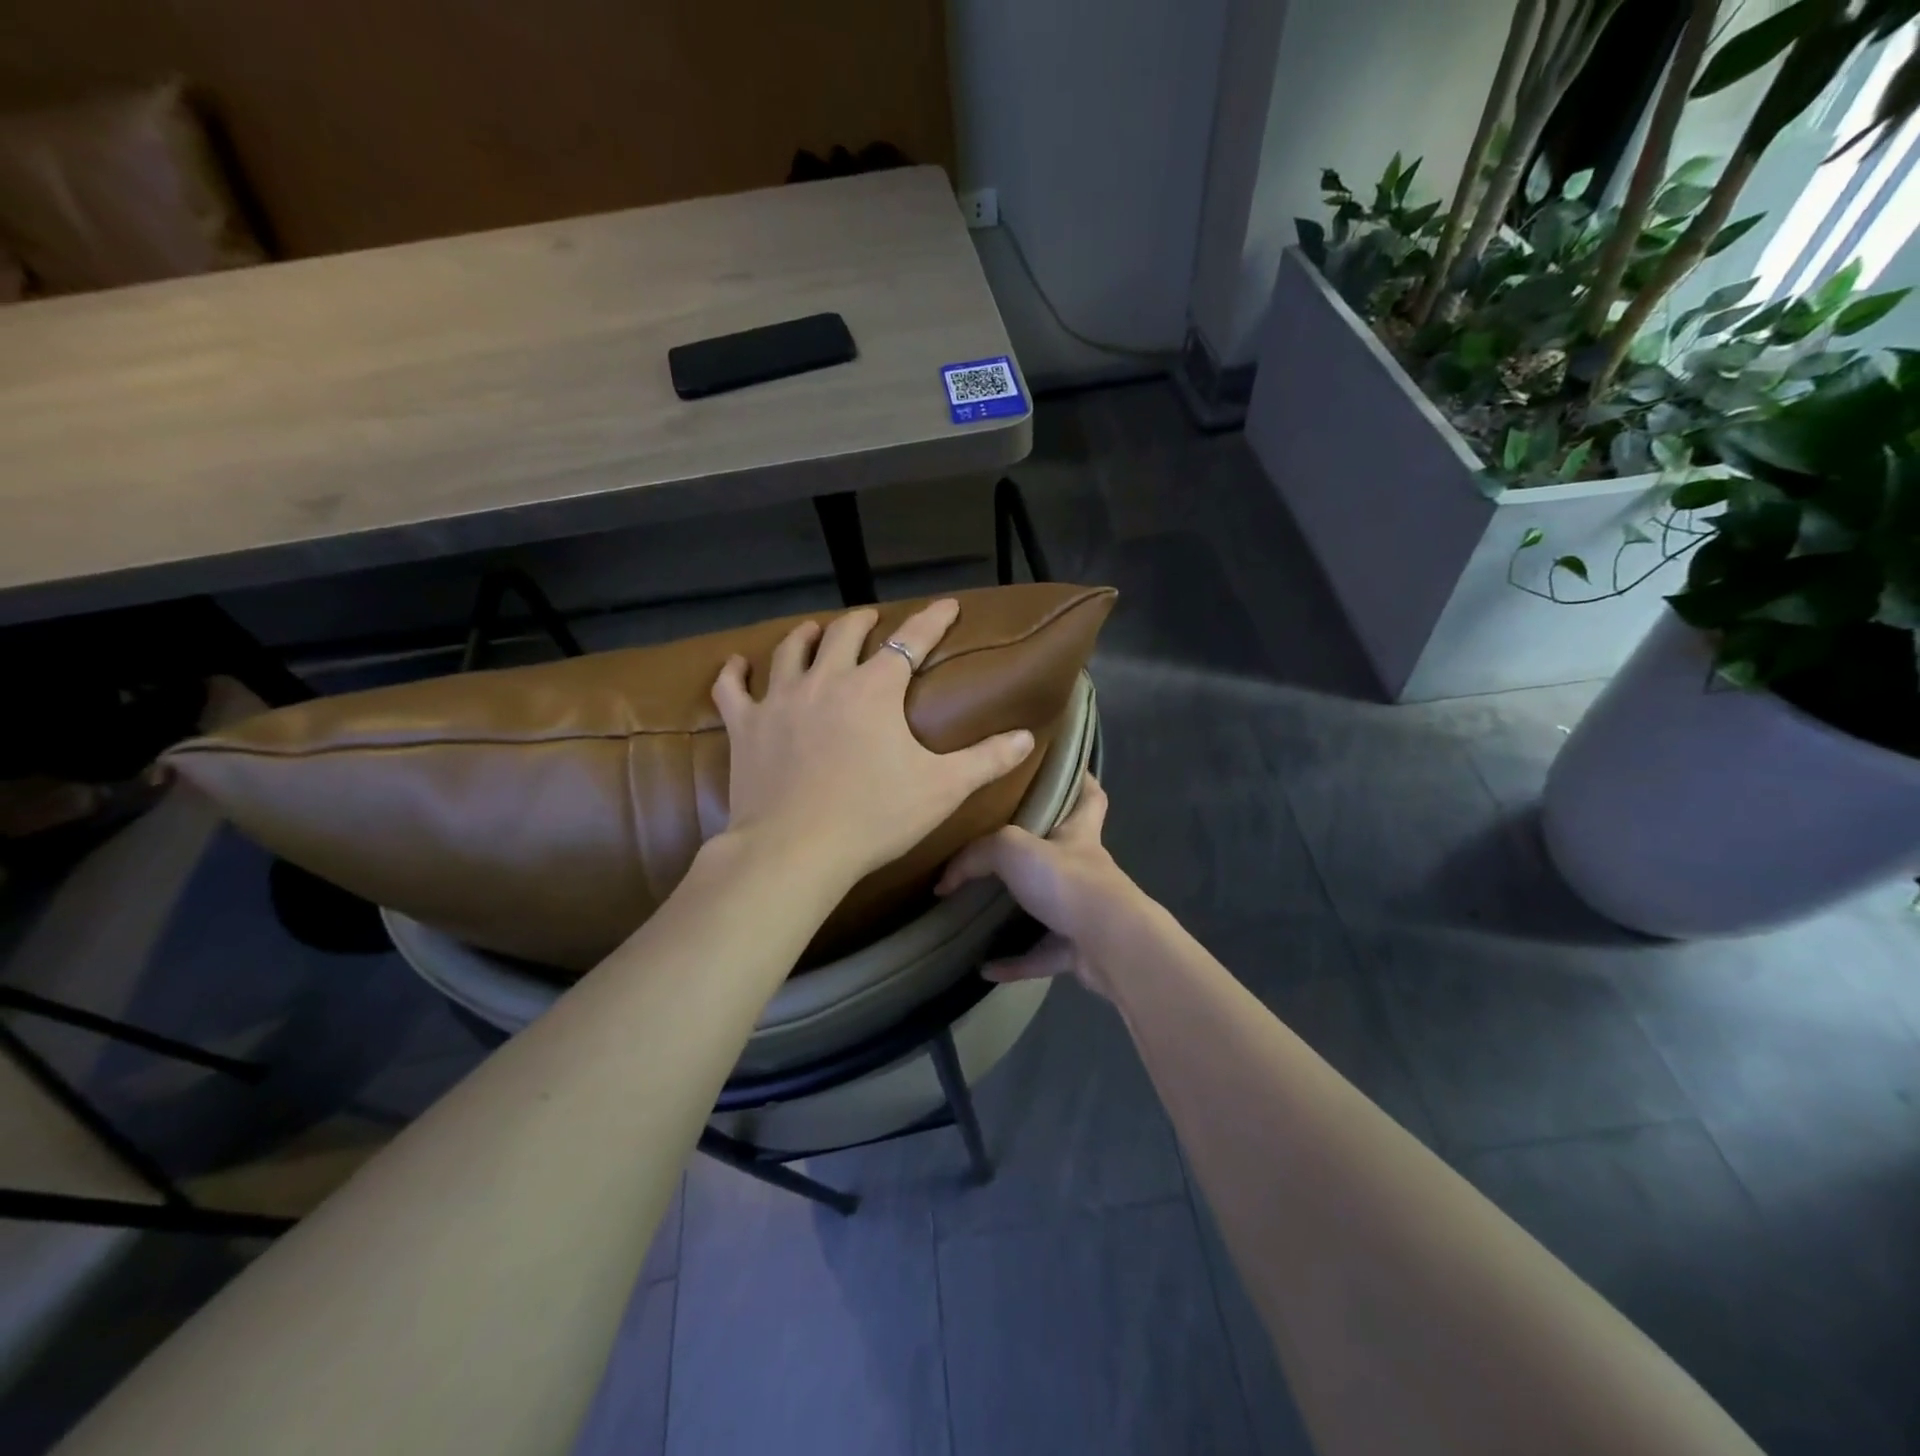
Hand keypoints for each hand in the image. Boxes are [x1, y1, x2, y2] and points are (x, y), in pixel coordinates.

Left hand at [712, 599, 1036, 888]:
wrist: (795, 851)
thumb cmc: (874, 817)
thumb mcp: (942, 789)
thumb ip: (986, 760)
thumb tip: (1027, 737)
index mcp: (874, 689)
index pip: (911, 641)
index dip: (932, 620)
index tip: (946, 605)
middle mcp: (826, 680)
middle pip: (844, 634)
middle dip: (863, 621)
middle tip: (872, 620)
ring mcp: (779, 700)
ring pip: (790, 650)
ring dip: (806, 635)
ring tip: (814, 630)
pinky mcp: (745, 727)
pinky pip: (732, 689)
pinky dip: (733, 673)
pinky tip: (736, 665)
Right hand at [935, 774, 1145, 999]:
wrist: (1109, 943)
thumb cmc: (1067, 880)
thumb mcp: (1013, 848)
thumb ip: (977, 855)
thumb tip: (945, 879)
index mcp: (1078, 834)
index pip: (1090, 796)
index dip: (1081, 779)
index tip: (1062, 768)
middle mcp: (1085, 869)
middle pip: (1066, 849)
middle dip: (1039, 848)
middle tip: (999, 845)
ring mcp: (1085, 912)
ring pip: (1051, 905)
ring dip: (1022, 910)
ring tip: (985, 909)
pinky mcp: (1079, 950)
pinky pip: (1040, 955)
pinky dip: (1015, 961)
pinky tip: (985, 967)